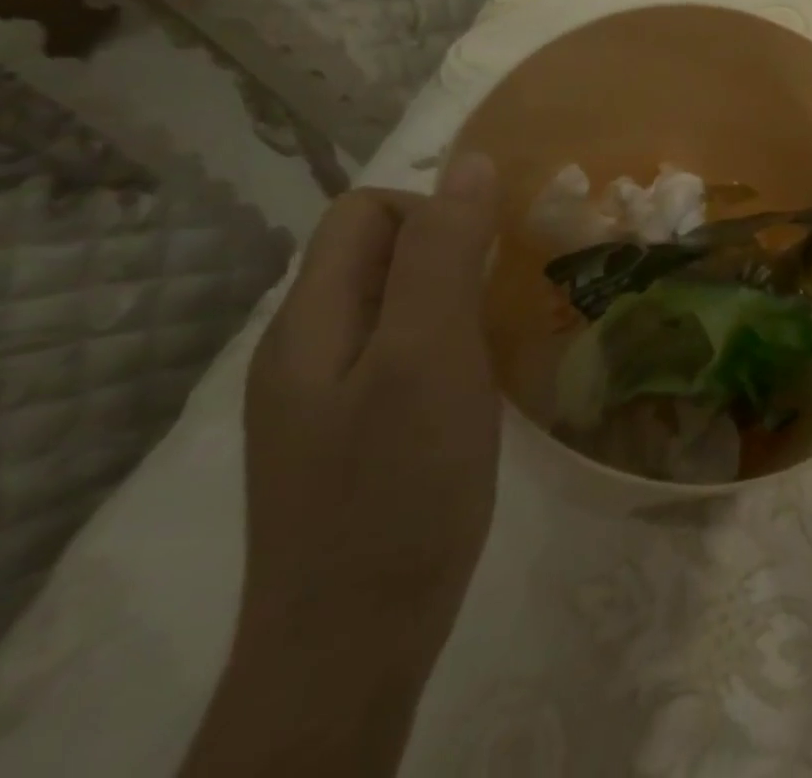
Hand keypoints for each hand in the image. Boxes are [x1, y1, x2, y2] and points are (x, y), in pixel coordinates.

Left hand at [237, 153, 500, 677]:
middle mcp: (307, 349)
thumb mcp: (428, 357)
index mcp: (311, 321)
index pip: (363, 214)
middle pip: (376, 256)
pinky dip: (447, 344)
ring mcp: (326, 398)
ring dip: (452, 298)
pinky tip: (481, 383)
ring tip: (502, 333)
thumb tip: (469, 162)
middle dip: (448, 251)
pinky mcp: (352, 436)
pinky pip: (401, 354)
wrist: (351, 650)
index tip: (489, 255)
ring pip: (393, 306)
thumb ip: (443, 253)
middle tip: (504, 294)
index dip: (431, 210)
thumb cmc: (395, 490)